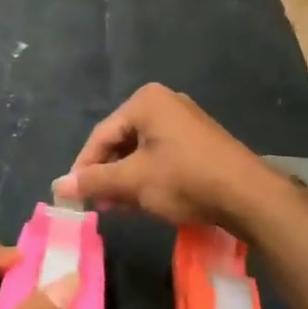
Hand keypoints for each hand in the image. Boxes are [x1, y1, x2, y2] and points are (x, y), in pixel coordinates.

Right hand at [52, 83, 276, 233]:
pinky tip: (143, 200)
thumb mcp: (133, 182)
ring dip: (125, 179)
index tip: (74, 194)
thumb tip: (58, 186)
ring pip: (141, 151)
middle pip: (121, 140)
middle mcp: (164, 103)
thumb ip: (94, 181)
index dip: (84, 166)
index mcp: (145, 101)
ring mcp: (185, 121)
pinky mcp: (199, 141)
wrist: (249, 196)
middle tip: (97, 202)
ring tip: (118, 206)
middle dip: (106, 174)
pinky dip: (147, 176)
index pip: (101, 135)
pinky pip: (161, 155)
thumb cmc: (185, 180)